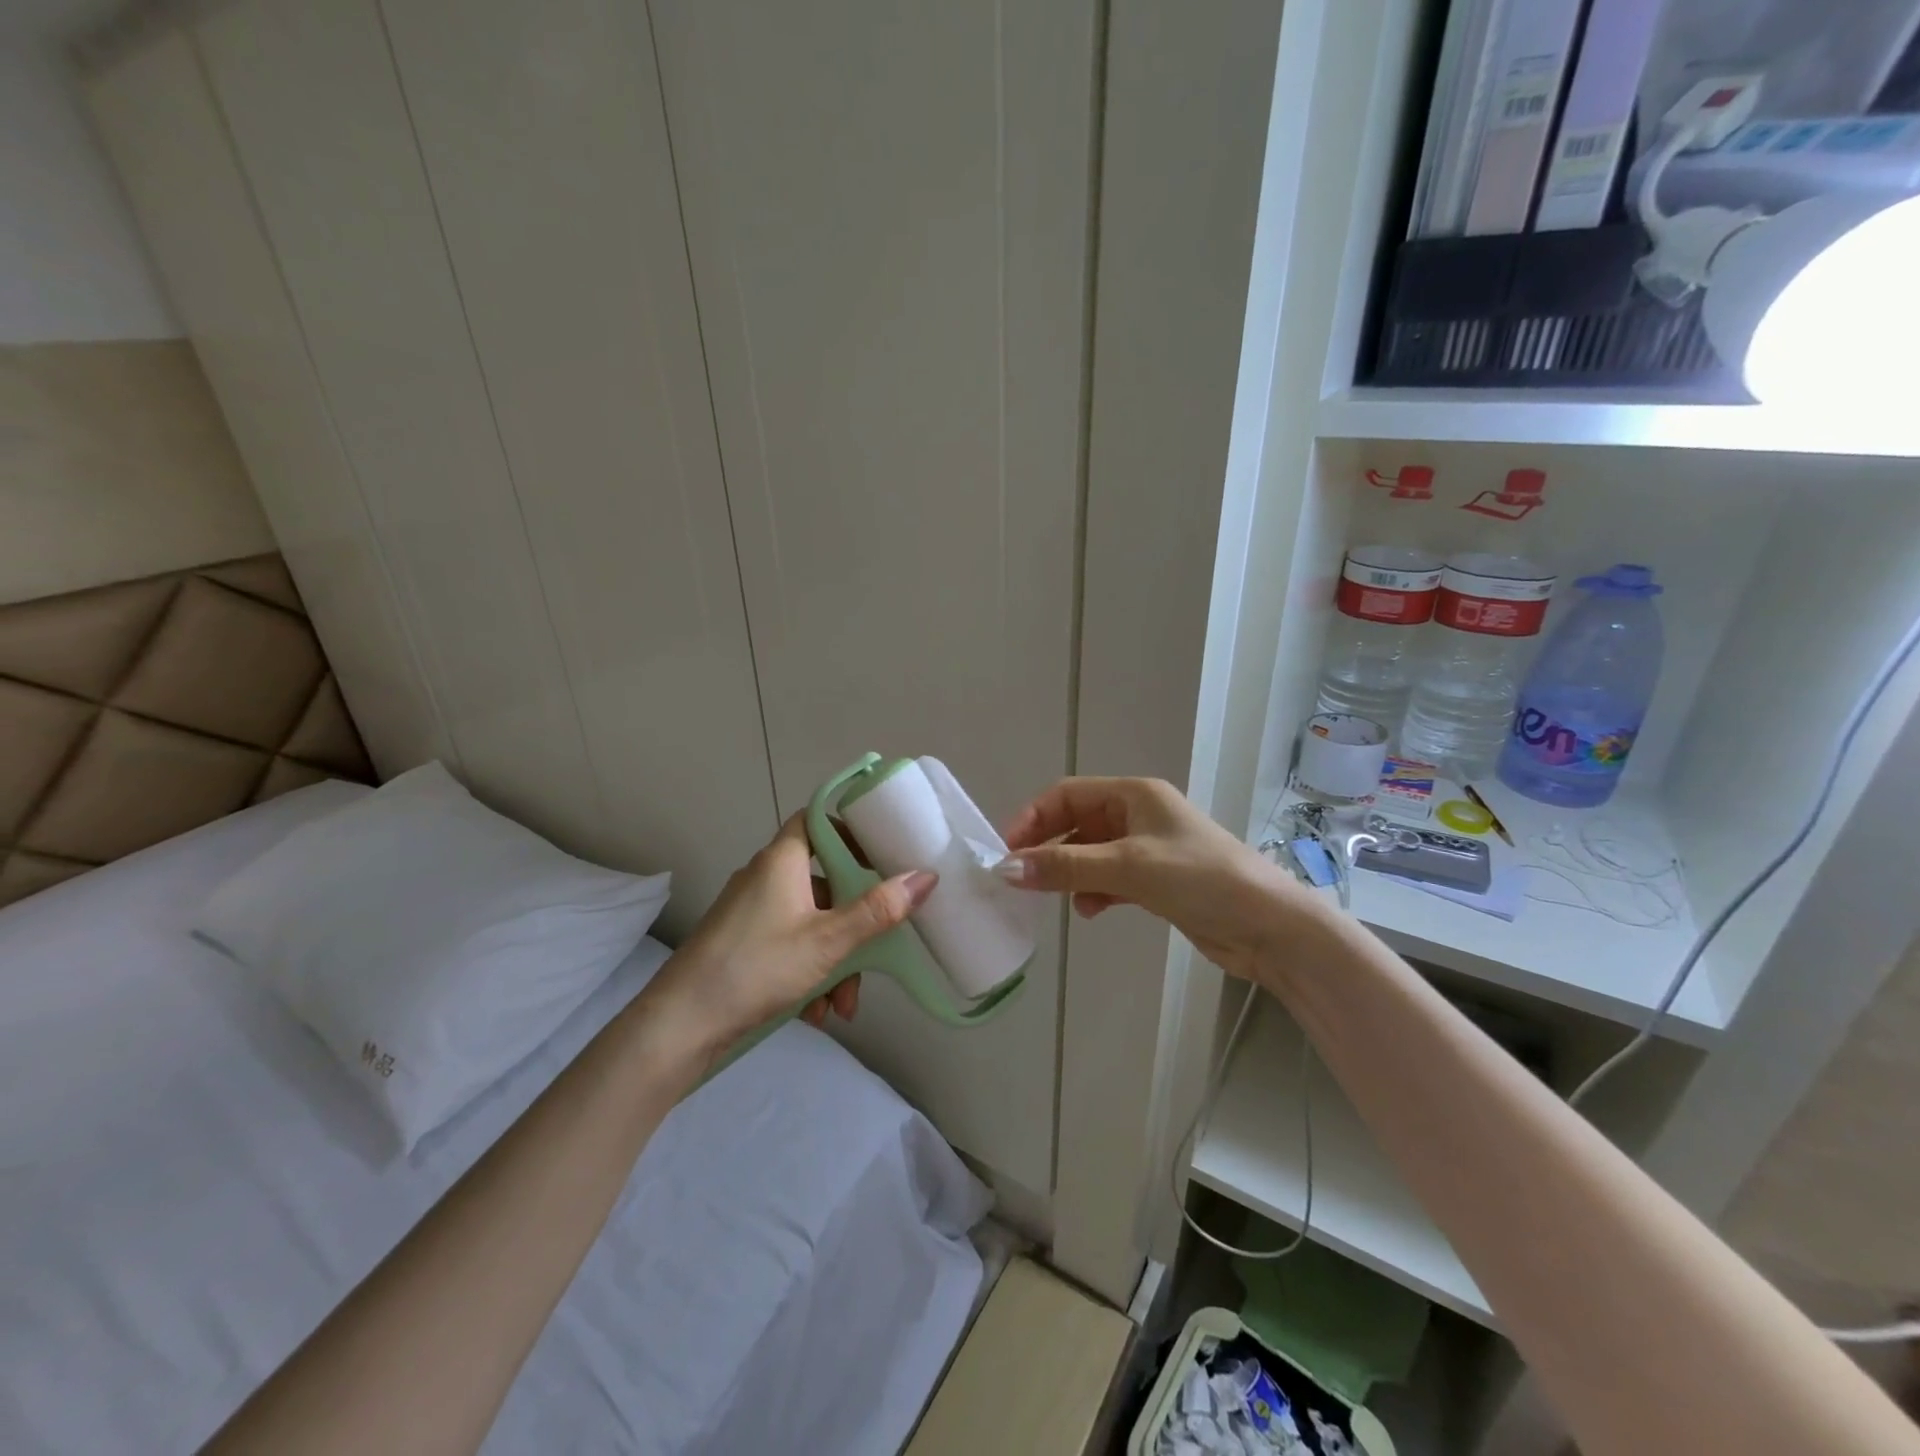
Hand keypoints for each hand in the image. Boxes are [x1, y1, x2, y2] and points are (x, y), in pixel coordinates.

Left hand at [645, 814, 936, 1057]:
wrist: (680, 1026)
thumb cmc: (757, 967)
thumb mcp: (828, 941)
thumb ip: (878, 910)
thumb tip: (925, 876)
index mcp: (782, 860)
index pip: (817, 820)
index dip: (850, 830)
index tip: (882, 855)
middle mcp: (765, 877)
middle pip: (824, 883)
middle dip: (854, 924)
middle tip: (873, 955)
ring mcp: (750, 912)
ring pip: (810, 922)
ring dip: (835, 960)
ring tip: (841, 1008)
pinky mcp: (741, 943)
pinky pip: (788, 945)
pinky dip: (809, 972)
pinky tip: (815, 1012)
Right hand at [998, 777, 1319, 979]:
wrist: (1268, 926)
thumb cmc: (1200, 879)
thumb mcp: (1128, 867)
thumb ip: (1066, 866)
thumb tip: (1005, 869)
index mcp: (1134, 794)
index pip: (1068, 794)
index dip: (1034, 818)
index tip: (1007, 851)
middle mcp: (1139, 815)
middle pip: (1077, 823)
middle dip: (1048, 848)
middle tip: (1020, 877)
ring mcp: (1149, 849)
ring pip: (1091, 854)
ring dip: (1070, 873)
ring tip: (1057, 897)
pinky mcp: (1157, 881)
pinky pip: (1110, 878)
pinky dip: (1095, 891)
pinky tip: (1091, 911)